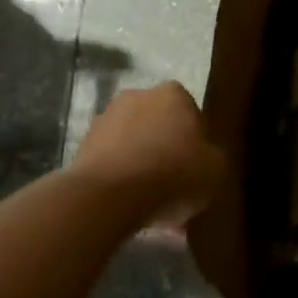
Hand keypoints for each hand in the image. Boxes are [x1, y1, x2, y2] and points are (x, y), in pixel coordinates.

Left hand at [74, 82, 225, 230]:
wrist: (109, 196)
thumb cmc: (172, 173)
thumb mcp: (216, 169)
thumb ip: (213, 157)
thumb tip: (204, 159)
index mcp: (174, 93)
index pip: (192, 115)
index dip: (197, 143)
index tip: (197, 168)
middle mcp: (137, 95)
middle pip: (160, 125)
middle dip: (166, 149)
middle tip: (174, 184)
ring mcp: (105, 119)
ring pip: (134, 143)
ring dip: (141, 163)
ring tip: (149, 200)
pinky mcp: (82, 145)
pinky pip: (112, 161)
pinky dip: (120, 177)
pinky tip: (128, 204)